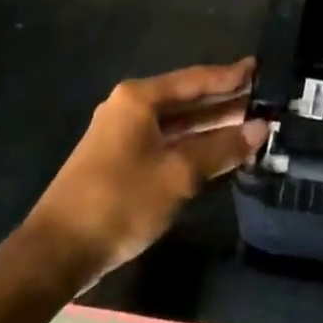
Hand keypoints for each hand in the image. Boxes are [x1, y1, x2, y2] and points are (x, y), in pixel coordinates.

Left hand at [26, 59, 264, 281]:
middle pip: (188, 99)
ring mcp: (124, 135)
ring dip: (213, 125)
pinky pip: (167, 142)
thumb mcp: (179, 174)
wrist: (57, 253)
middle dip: (225, 101)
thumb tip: (261, 129)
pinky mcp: (121, 161)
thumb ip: (222, 148)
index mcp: (140, 99)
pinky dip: (195, 144)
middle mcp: (130, 108)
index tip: (261, 69)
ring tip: (253, 123)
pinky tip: (221, 151)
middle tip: (265, 99)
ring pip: (179, 123)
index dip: (230, 76)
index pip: (196, 79)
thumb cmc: (120, 201)